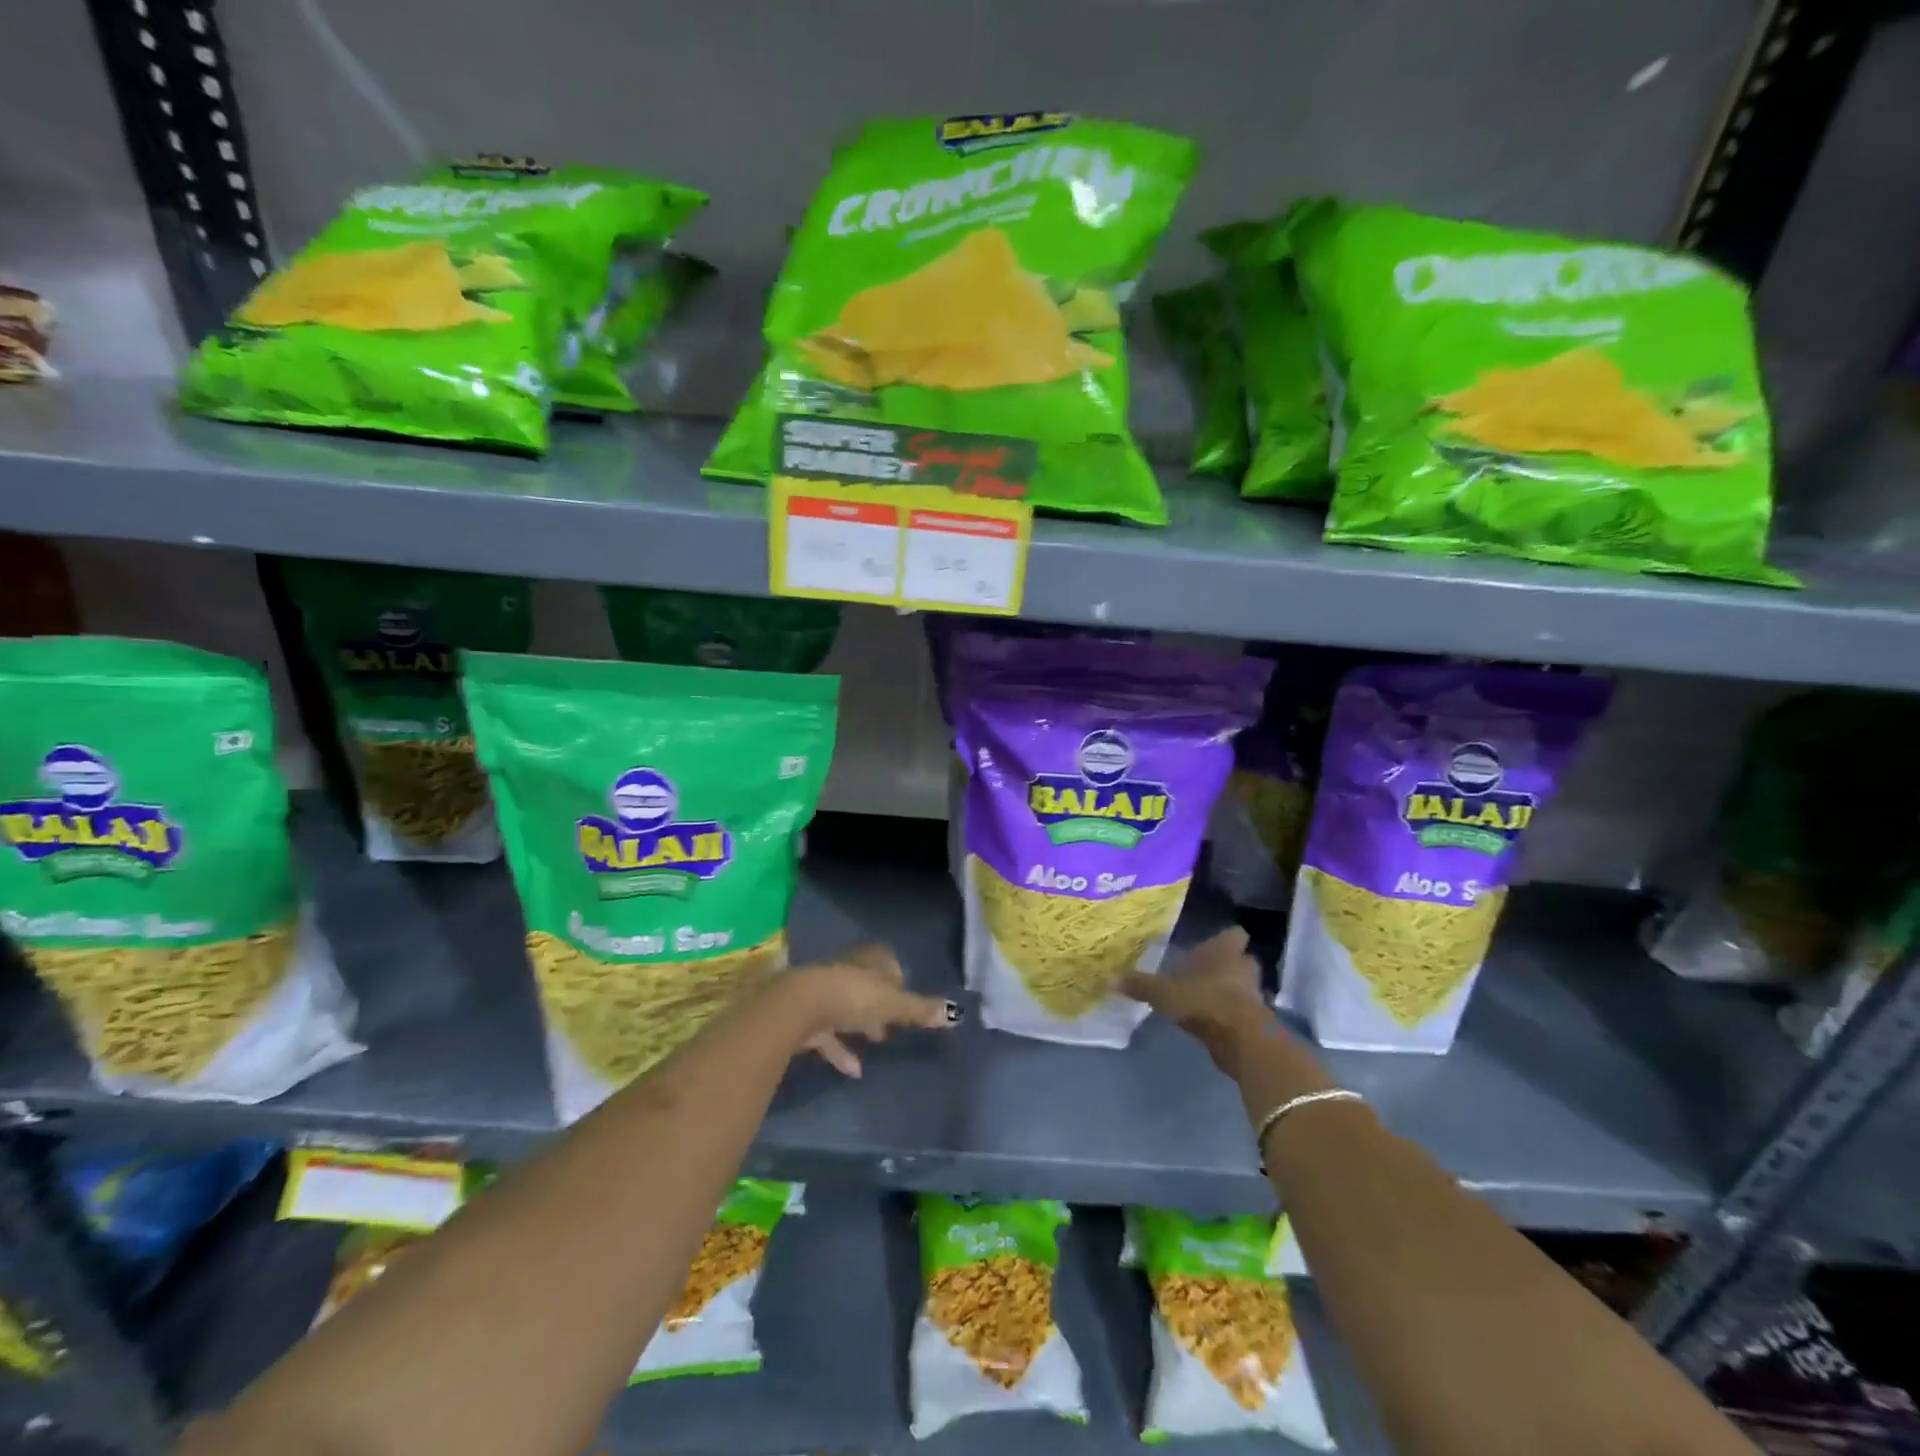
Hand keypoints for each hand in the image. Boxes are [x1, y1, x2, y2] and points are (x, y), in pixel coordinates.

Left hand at [784, 943, 958, 1077]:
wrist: (799, 1006)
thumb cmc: (853, 996)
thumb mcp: (893, 1004)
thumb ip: (921, 1010)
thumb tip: (956, 1014)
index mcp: (871, 960)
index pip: (891, 965)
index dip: (900, 983)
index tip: (909, 1003)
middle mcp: (848, 970)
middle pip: (869, 985)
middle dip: (881, 1004)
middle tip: (895, 1025)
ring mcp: (825, 993)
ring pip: (849, 1008)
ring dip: (862, 1025)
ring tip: (878, 1043)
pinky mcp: (808, 1017)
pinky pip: (830, 1034)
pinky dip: (842, 1050)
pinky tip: (855, 1070)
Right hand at [1121, 928, 1270, 1063]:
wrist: (1240, 1038)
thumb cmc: (1202, 1000)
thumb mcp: (1162, 992)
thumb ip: (1141, 985)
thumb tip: (1113, 978)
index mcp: (1223, 950)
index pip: (1233, 934)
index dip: (1225, 939)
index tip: (1213, 945)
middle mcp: (1242, 966)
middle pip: (1241, 960)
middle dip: (1229, 966)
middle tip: (1207, 972)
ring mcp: (1253, 994)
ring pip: (1243, 986)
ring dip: (1230, 991)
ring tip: (1207, 998)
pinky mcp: (1257, 1020)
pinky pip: (1243, 1011)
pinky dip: (1231, 1015)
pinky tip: (1212, 1021)